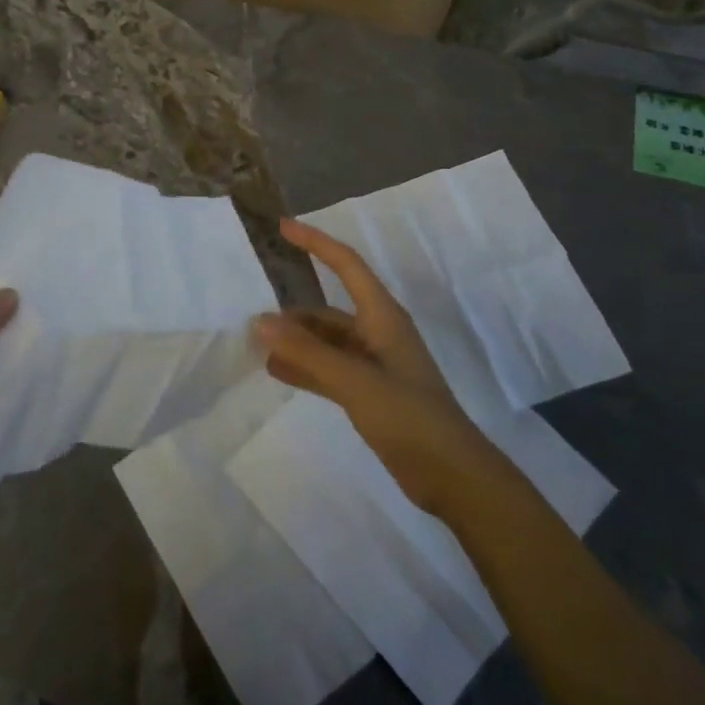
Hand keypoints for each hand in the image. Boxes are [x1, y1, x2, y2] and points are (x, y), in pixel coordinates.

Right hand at [255, 220, 492, 515]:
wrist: (452, 477)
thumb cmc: (409, 417)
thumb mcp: (355, 381)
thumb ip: (307, 352)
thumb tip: (260, 321)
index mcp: (382, 316)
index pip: (346, 265)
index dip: (316, 243)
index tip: (283, 227)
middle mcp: (377, 333)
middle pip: (328, 309)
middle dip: (293, 312)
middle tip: (252, 317)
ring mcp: (373, 365)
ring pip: (326, 342)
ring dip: (296, 342)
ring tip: (257, 345)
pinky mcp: (370, 393)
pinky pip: (329, 369)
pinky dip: (305, 367)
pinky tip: (276, 372)